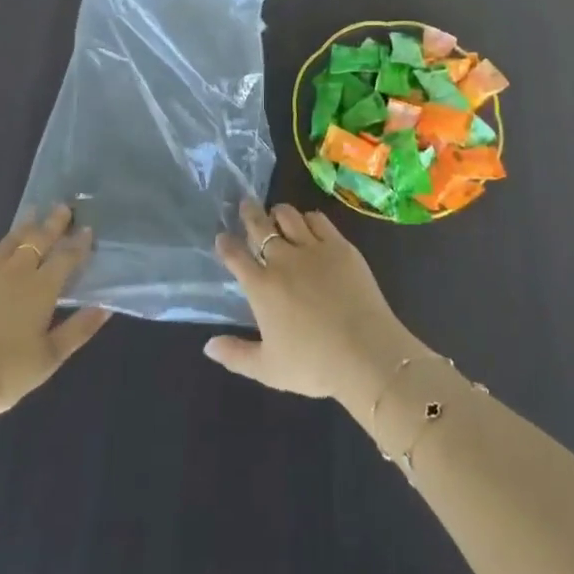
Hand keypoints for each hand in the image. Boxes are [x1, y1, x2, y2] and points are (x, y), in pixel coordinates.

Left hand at [0, 205, 110, 443]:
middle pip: (37, 242)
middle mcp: (14, 274)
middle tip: (62, 207)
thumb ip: (78, 330)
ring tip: (32, 211)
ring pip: (6, 245)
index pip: (65, 259)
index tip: (87, 228)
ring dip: (20, 228)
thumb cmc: (2, 373)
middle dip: (52, 225)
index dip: (78, 244)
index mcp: (41, 290)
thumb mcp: (48, 358)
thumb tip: (105, 306)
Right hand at [203, 199, 427, 417]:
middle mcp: (283, 260)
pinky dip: (309, 218)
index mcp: (262, 287)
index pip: (236, 256)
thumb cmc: (313, 365)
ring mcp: (313, 248)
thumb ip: (235, 355)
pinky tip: (309, 223)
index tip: (222, 237)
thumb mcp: (268, 369)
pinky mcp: (340, 246)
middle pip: (260, 226)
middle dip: (249, 213)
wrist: (365, 353)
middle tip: (246, 204)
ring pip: (289, 216)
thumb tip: (208, 346)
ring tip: (277, 214)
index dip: (226, 244)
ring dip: (279, 212)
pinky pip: (319, 220)